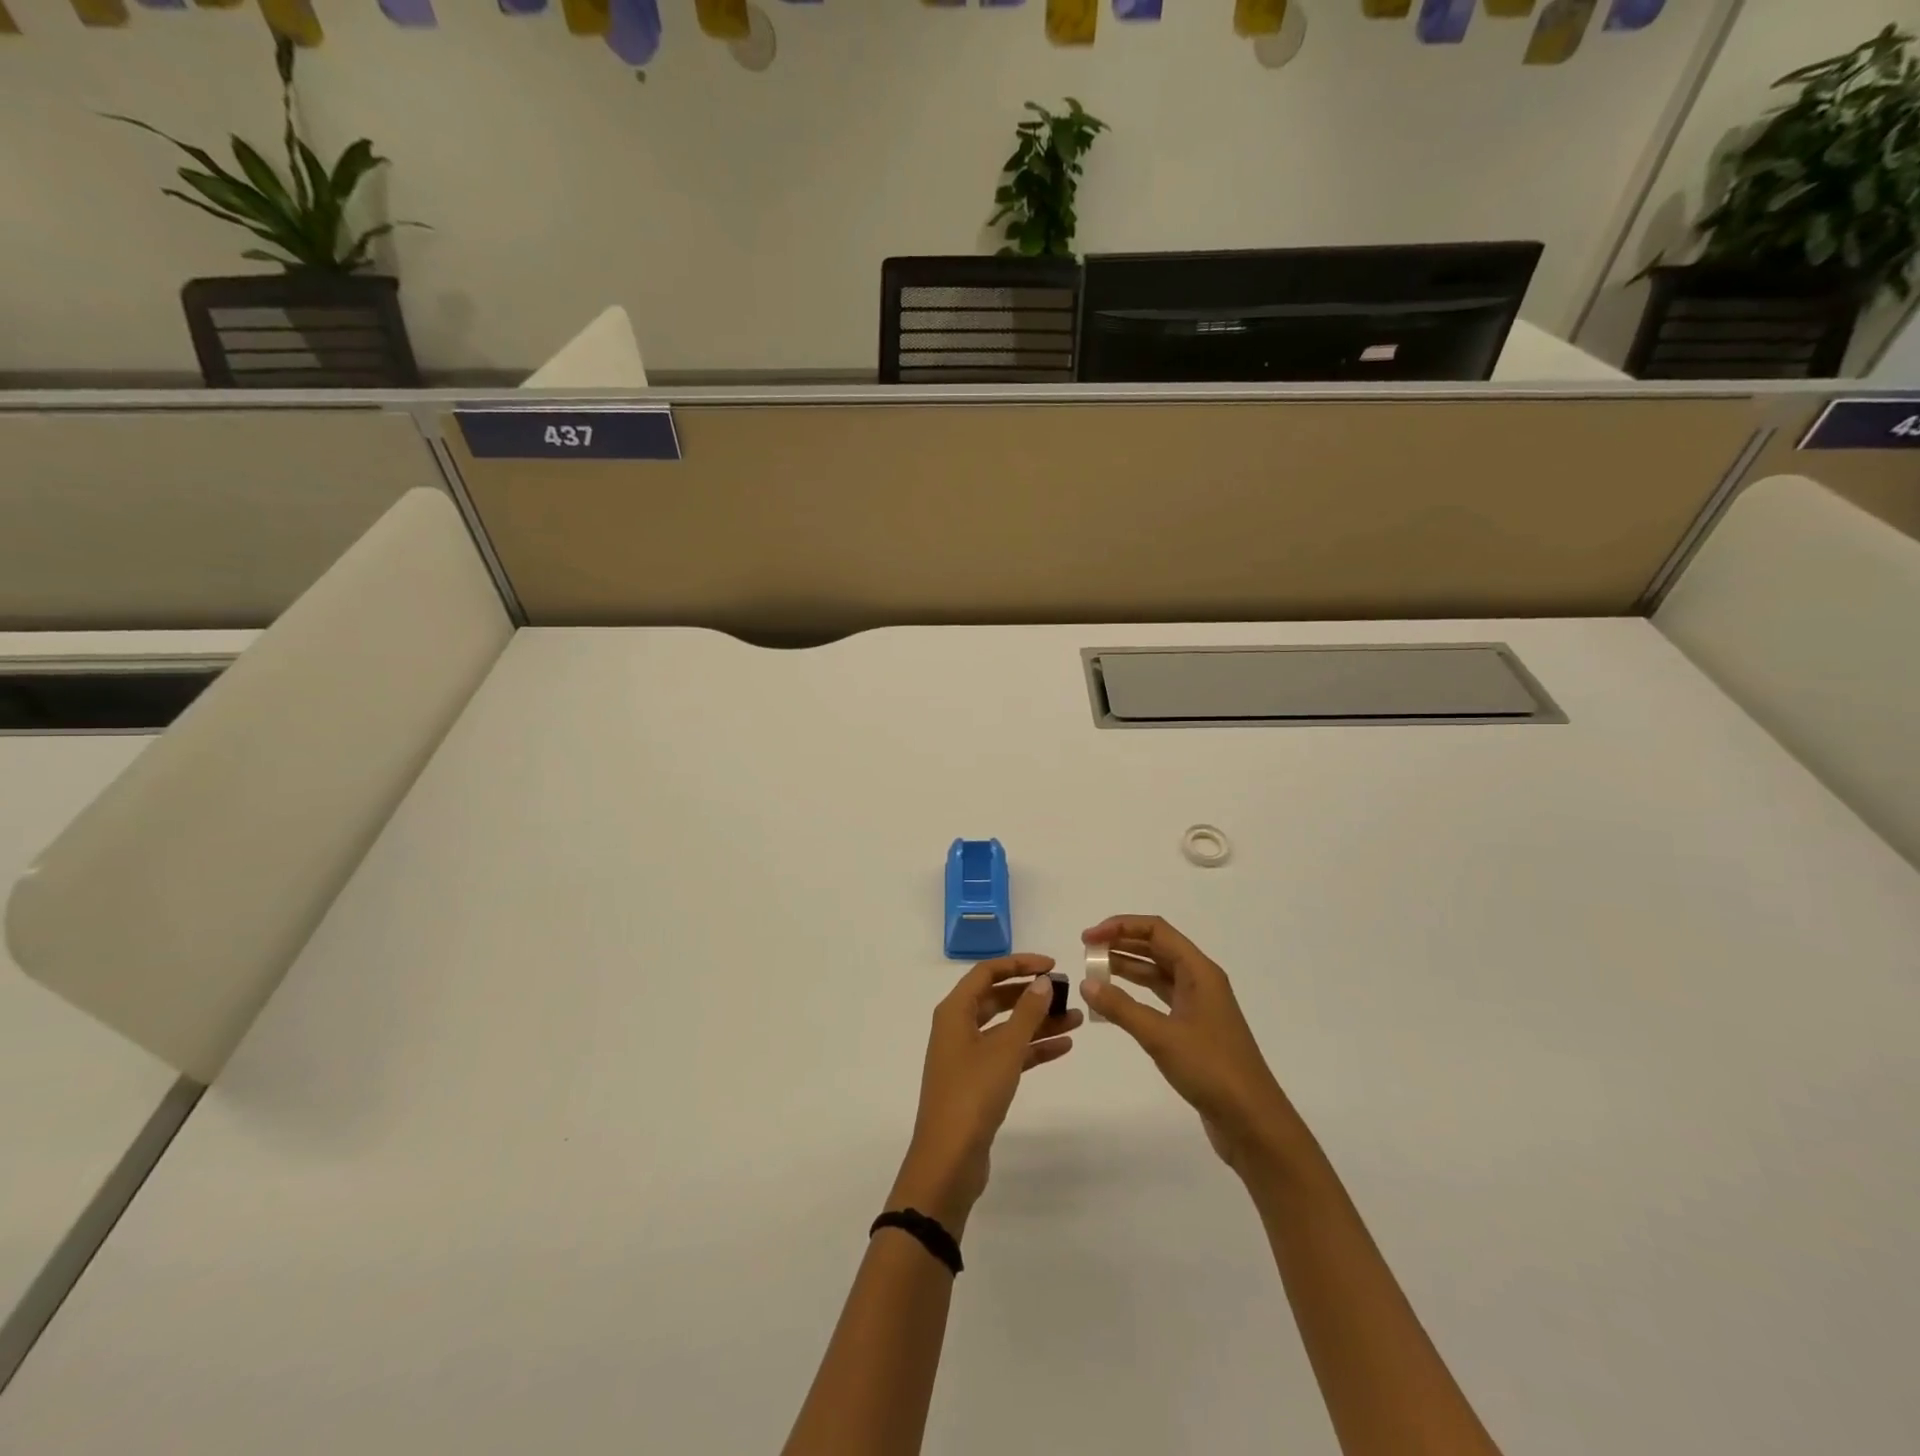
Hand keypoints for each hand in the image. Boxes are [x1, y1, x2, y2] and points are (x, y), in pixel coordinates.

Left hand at [890, 954, 1081, 1233]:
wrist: (949, 1160)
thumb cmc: (973, 1094)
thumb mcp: (1005, 1049)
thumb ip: (1027, 1012)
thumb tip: (1043, 981)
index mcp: (955, 1011)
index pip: (987, 972)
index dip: (1020, 963)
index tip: (1053, 965)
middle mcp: (958, 1027)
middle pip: (998, 998)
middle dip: (1032, 994)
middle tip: (1067, 992)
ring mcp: (967, 1055)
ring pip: (1007, 1028)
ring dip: (1038, 1022)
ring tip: (1077, 1020)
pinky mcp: (978, 1082)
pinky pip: (1009, 1054)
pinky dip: (1032, 1049)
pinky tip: (1063, 1047)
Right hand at [1081, 916, 1295, 1176]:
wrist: (1252, 1121)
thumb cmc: (1211, 1069)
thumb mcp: (1161, 1036)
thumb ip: (1121, 1007)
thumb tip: (1086, 984)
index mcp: (1199, 971)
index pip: (1156, 930)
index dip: (1120, 926)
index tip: (1089, 939)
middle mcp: (1200, 981)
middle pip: (1157, 947)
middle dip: (1121, 944)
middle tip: (1086, 953)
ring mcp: (1198, 1005)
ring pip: (1157, 973)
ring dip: (1127, 968)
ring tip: (1094, 972)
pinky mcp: (1194, 1029)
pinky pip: (1160, 998)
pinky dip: (1136, 994)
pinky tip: (1114, 1002)